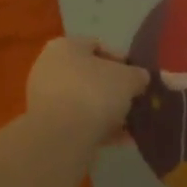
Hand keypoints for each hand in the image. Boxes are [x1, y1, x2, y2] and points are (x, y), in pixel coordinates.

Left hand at [26, 37, 148, 147]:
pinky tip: (122, 140)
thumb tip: (140, 77)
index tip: (138, 76)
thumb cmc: (94, 93)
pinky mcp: (49, 126)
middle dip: (115, 89)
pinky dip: (99, 129)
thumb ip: (137, 75)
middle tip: (135, 100)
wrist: (62, 137)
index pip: (97, 46)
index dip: (122, 60)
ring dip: (109, 112)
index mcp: (65, 47)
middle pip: (90, 76)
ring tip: (132, 124)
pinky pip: (80, 122)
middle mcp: (50, 68)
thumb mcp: (128, 78)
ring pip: (85, 101)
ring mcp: (47, 99)